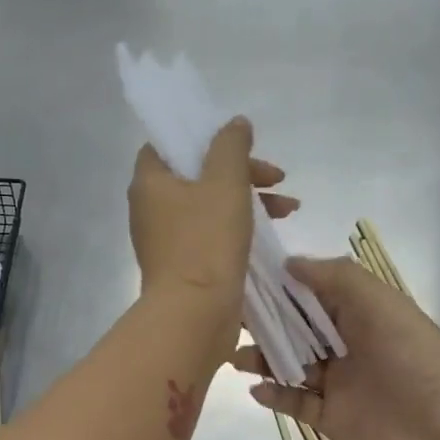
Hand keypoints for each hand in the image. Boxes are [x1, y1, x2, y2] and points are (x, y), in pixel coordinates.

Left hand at [127, 115, 296, 310]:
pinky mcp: (184, 267)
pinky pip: (212, 236)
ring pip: (209, 207)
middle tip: (277, 177)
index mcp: (149, 183)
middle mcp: (151, 210)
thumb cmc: (206, 242)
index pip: (168, 145)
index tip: (239, 146)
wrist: (194, 315)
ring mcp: (166, 242)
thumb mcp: (225, 182)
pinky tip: (272, 235)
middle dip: (242, 172)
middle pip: (197, 175)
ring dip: (249, 201)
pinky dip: (239, 228)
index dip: (203, 138)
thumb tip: (235, 124)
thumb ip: (231, 146)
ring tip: (290, 208)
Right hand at [231, 256, 439, 439]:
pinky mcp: (330, 418)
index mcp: (359, 313)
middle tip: (226, 319)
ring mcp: (337, 384)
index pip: (311, 293)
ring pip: (290, 366)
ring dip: (262, 359)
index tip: (241, 277)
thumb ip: (334, 277)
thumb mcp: (379, 302)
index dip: (278, 285)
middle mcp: (346, 344)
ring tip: (234, 355)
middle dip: (263, 322)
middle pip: (295, 329)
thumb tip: (288, 264)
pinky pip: (294, 404)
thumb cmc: (414, 356)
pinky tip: (256, 389)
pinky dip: (274, 396)